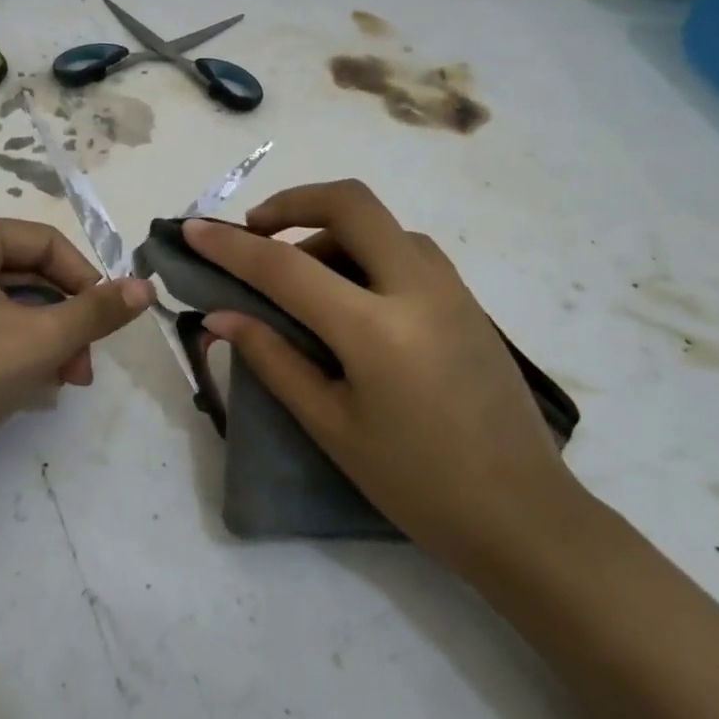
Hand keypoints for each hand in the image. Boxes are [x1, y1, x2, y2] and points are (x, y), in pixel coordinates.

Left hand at [0, 216, 152, 489]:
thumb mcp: (36, 342)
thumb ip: (96, 312)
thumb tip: (147, 286)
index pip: (45, 244)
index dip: (86, 281)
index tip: (108, 324)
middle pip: (30, 274)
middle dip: (66, 320)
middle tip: (86, 366)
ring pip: (13, 304)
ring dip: (47, 339)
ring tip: (67, 381)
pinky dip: (18, 348)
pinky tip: (36, 384)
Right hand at [182, 180, 572, 573]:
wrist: (525, 516)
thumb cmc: (417, 484)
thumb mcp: (332, 425)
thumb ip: (273, 359)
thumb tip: (221, 316)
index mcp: (377, 328)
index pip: (286, 266)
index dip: (231, 246)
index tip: (193, 230)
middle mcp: (418, 287)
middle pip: (350, 202)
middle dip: (293, 202)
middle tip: (255, 231)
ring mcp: (450, 287)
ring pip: (380, 223)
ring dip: (329, 229)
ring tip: (299, 276)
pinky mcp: (467, 299)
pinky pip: (405, 248)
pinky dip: (363, 249)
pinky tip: (350, 294)